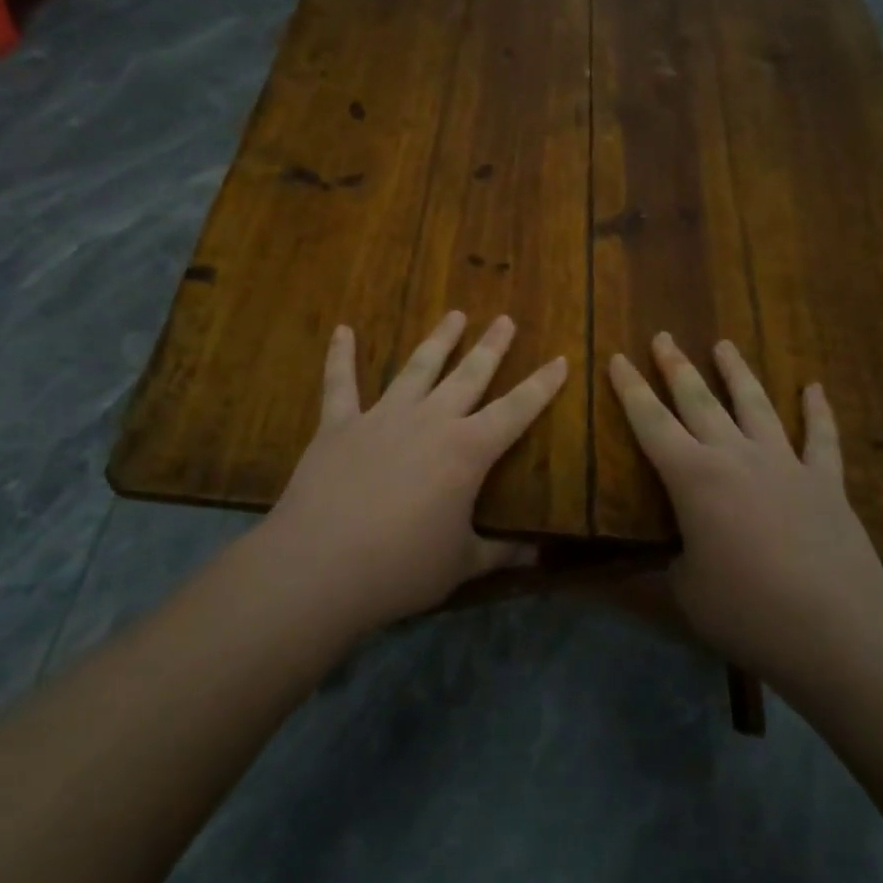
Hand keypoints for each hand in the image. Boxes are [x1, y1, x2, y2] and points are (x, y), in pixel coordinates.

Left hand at [262, 312, 566, 633]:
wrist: (321, 565)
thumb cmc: (401, 568)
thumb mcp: (460, 565)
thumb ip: (501, 554)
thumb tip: (539, 555)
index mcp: (467, 451)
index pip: (516, 410)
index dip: (541, 386)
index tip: (560, 359)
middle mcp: (430, 421)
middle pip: (469, 375)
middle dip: (491, 347)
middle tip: (505, 319)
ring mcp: (382, 417)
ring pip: (417, 367)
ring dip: (438, 340)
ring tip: (455, 314)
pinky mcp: (339, 424)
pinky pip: (340, 382)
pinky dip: (341, 355)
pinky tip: (342, 330)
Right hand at [607, 334, 882, 677]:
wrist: (836, 631)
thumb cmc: (747, 611)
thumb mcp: (685, 593)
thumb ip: (666, 567)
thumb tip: (654, 563)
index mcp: (693, 478)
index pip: (650, 422)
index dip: (630, 389)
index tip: (617, 358)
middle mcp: (735, 456)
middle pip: (699, 400)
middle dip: (676, 366)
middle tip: (663, 336)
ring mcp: (785, 464)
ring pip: (756, 404)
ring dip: (737, 372)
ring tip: (724, 344)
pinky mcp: (825, 482)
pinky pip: (821, 437)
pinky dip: (818, 411)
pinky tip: (814, 387)